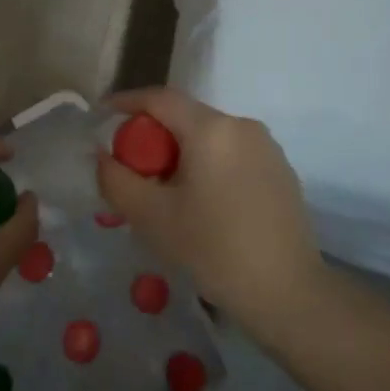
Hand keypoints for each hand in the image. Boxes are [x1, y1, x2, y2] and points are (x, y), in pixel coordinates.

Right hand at [95, 88, 326, 333]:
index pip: (160, 98)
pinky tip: (204, 204)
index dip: (127, 101)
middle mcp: (241, 125)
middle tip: (132, 168)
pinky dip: (209, 165)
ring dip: (182, 152)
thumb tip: (102, 156)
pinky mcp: (280, 169)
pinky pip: (232, 153)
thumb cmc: (214, 250)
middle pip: (186, 117)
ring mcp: (266, 146)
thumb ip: (117, 180)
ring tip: (166, 192)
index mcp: (211, 129)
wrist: (287, 292)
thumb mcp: (153, 218)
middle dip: (154, 135)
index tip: (102, 113)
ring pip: (210, 136)